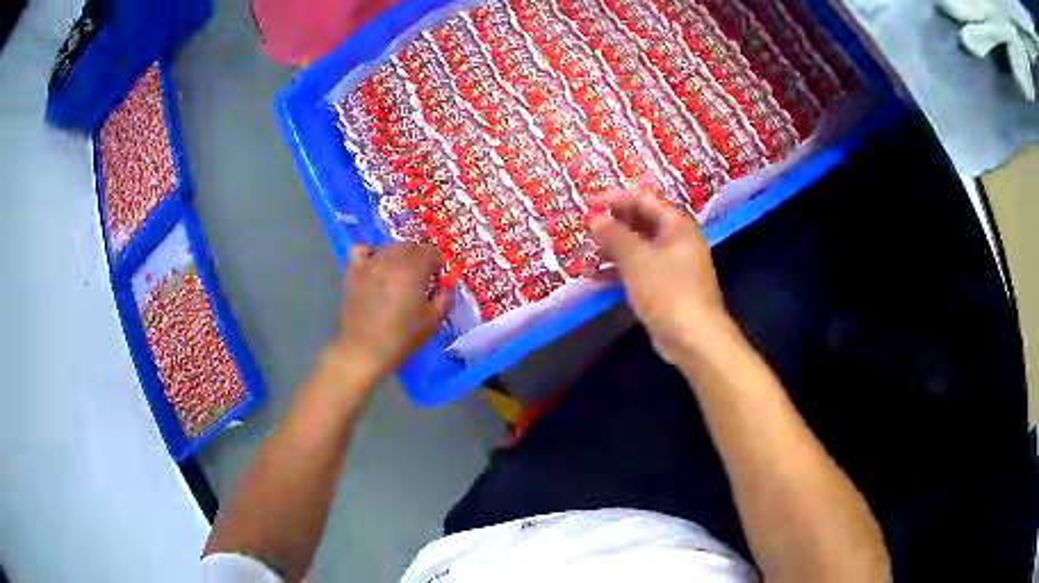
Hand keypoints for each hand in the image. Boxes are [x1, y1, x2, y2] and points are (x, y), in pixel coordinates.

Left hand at [331, 243, 446, 377]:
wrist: (365, 349)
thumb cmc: (402, 338)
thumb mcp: (432, 321)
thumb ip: (443, 299)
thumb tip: (444, 288)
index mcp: (413, 271)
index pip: (430, 251)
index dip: (435, 263)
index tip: (435, 277)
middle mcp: (391, 261)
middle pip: (409, 246)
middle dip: (418, 258)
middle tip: (419, 277)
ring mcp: (369, 264)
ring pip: (388, 247)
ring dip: (397, 256)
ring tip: (397, 273)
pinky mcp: (353, 272)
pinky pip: (360, 249)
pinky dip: (369, 253)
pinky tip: (374, 266)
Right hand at [590, 190, 727, 363]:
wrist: (694, 338)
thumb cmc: (668, 291)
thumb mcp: (636, 258)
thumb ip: (614, 235)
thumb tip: (595, 218)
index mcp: (676, 225)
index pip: (642, 199)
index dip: (613, 199)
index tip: (586, 204)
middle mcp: (677, 240)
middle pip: (641, 222)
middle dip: (612, 225)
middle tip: (585, 231)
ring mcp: (673, 266)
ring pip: (638, 248)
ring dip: (612, 250)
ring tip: (586, 256)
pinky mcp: (666, 288)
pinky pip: (639, 270)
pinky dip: (619, 271)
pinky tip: (596, 279)